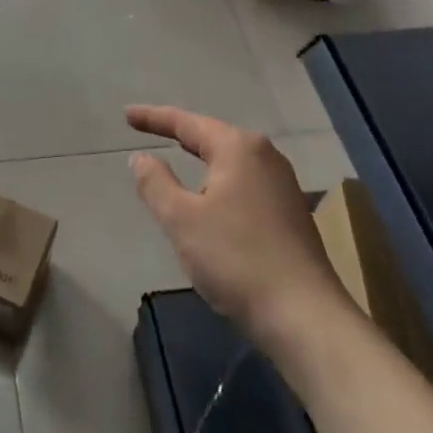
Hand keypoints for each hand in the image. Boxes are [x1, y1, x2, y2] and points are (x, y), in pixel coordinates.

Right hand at [128, 105, 347, 353]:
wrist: (305, 317)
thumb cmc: (236, 259)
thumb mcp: (182, 219)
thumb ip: (156, 183)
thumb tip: (141, 157)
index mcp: (238, 148)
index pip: (187, 122)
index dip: (153, 118)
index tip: (127, 115)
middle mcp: (265, 156)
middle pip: (212, 136)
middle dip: (179, 133)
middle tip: (147, 129)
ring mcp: (282, 185)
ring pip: (230, 161)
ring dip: (200, 158)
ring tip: (176, 154)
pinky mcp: (290, 213)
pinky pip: (243, 182)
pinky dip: (218, 180)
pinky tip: (210, 195)